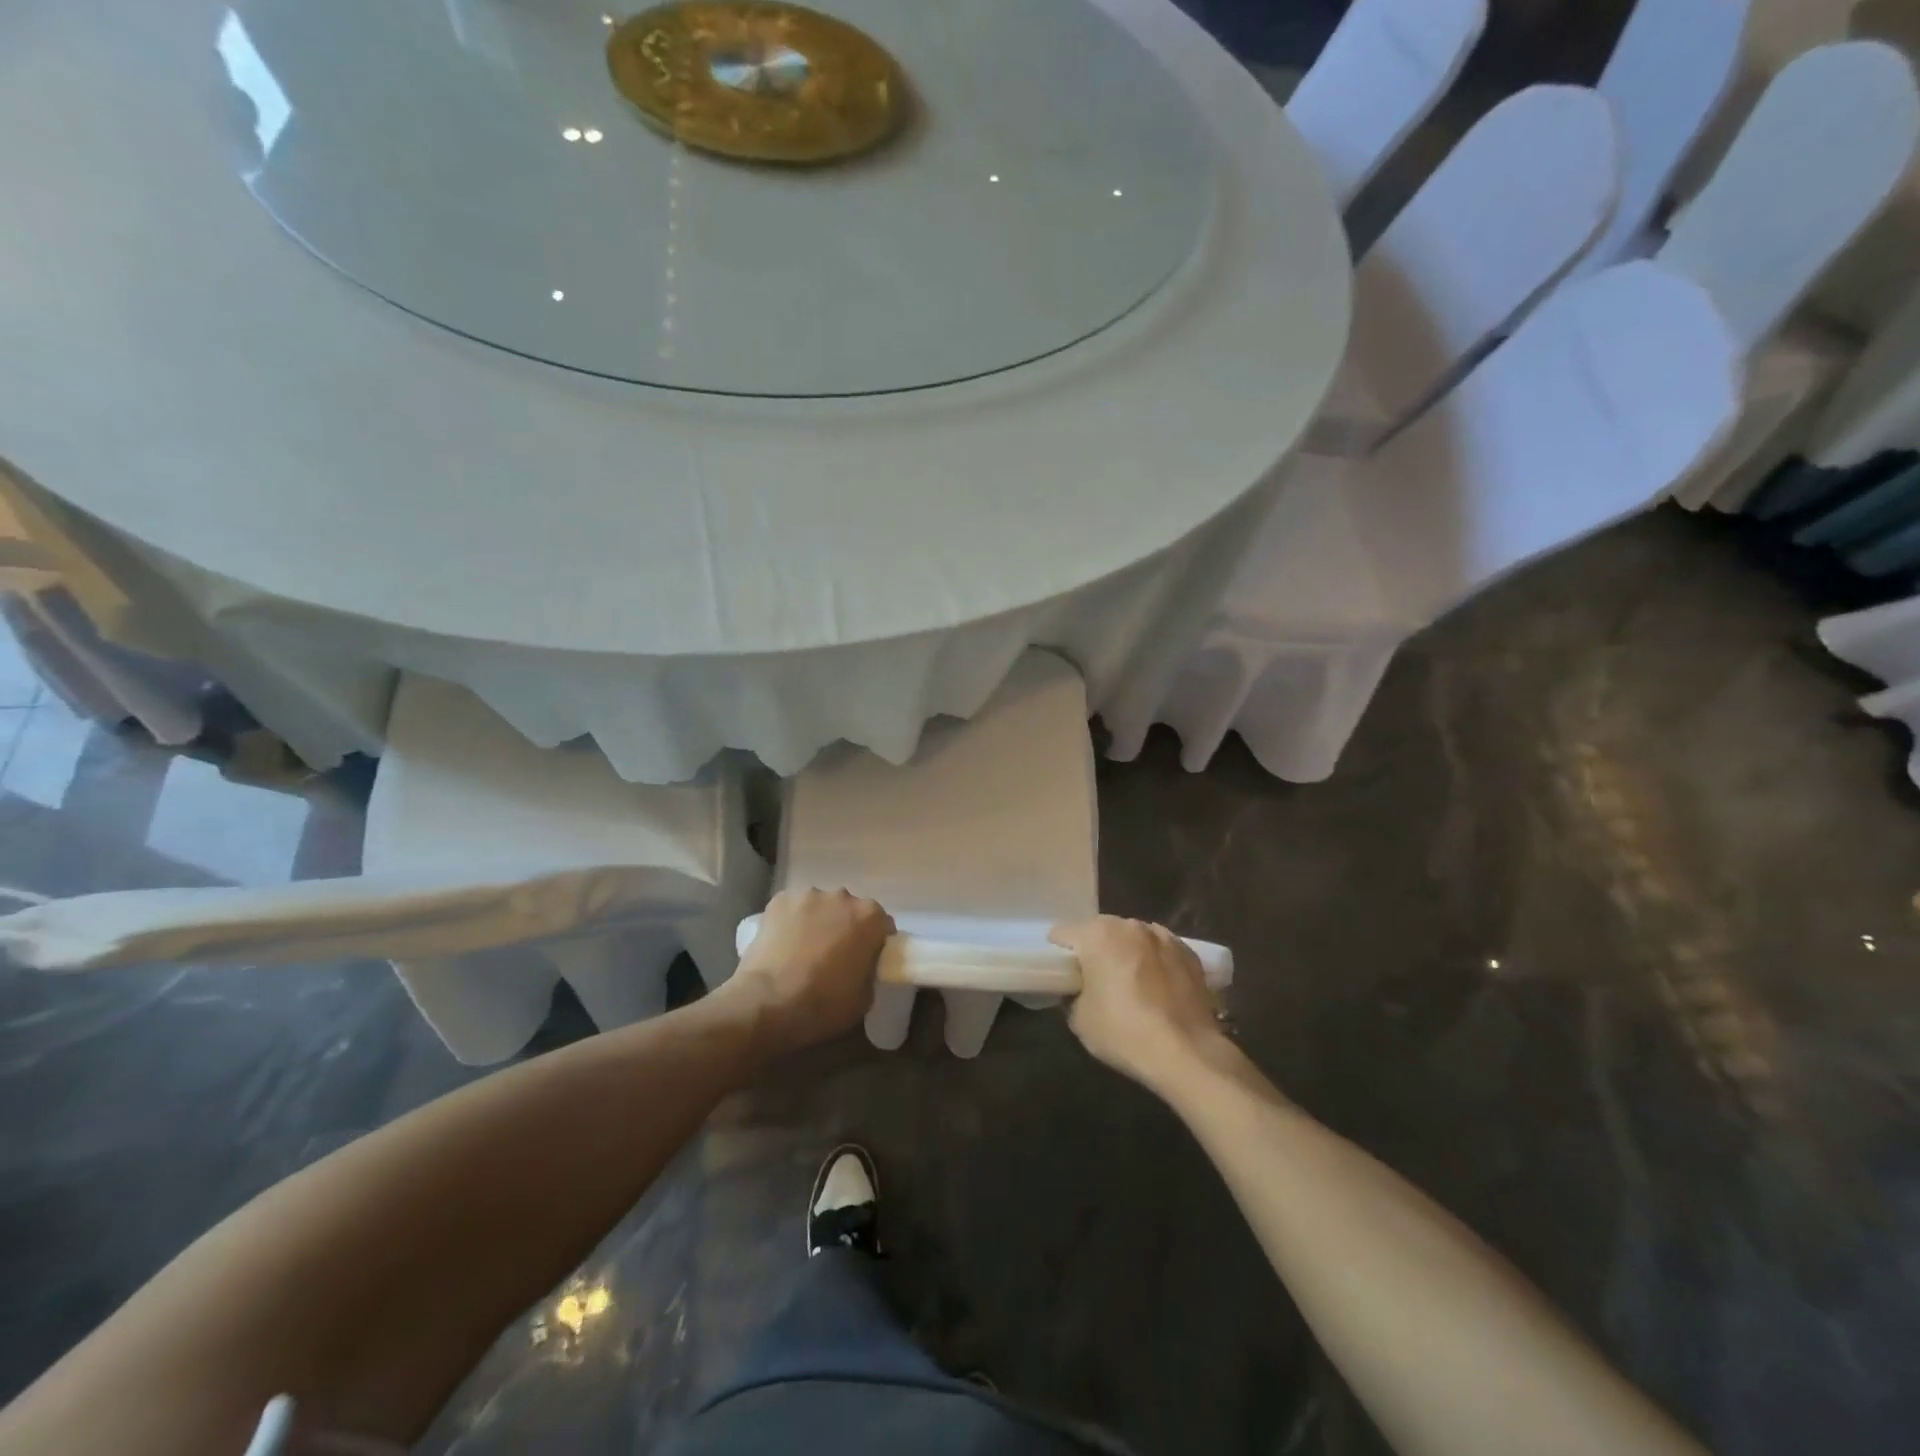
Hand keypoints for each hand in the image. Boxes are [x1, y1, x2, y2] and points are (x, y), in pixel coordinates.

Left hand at [723, 888, 893, 1054]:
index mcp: (870, 917)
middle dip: (845, 928)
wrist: (767, 1004)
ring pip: (819, 907)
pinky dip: (791, 922)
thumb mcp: (865, 997)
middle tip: (834, 956)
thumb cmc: (823, 1004)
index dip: (875, 943)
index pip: (882, 925)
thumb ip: (870, 970)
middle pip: (849, 910)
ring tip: (803, 950)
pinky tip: (782, 945)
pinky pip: (792, 909)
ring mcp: (808, 895)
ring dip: (818, 922)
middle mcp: (842, 896)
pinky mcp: (778, 901)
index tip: (866, 960)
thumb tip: (862, 964)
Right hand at [1051, 917, 1230, 1093]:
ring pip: (1133, 938)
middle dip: (1095, 950)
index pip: (1063, 933)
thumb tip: (1081, 990)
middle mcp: (1130, 925)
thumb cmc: (1124, 1032)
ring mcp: (1164, 936)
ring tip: (1132, 985)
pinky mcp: (1190, 953)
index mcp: (1097, 934)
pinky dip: (1155, 962)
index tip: (1063, 976)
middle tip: (1096, 982)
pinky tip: (1159, 990)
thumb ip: (1074, 994)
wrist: (1187, 1053)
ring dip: (1127, 953)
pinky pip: (1161, 951)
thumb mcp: (1079, 1019)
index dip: (1058, 954)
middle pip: (1100, 931)